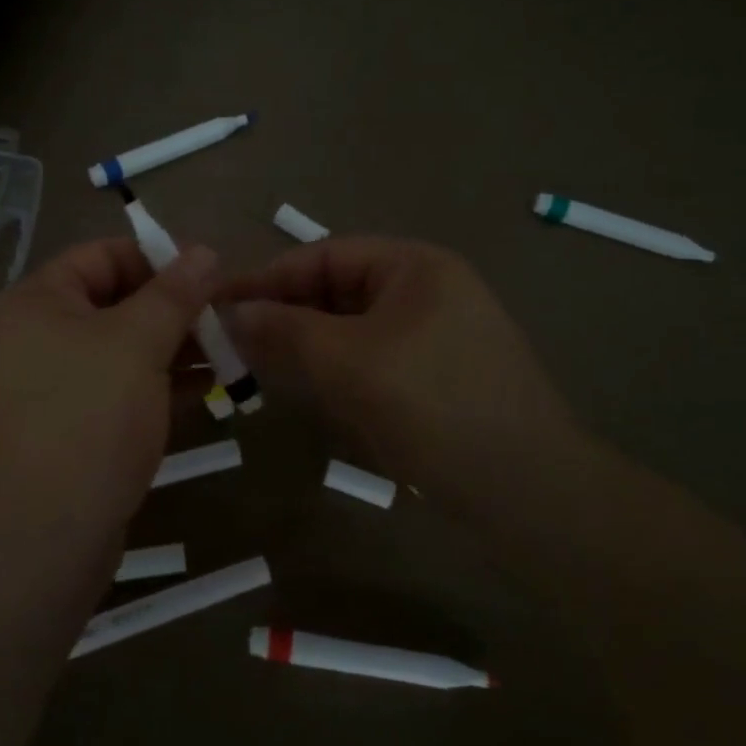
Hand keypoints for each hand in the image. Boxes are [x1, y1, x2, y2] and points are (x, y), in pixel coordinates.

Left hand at [0, 238, 216, 549]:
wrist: (37, 540)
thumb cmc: (86, 420)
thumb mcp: (136, 344)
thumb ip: (174, 294)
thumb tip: (205, 250)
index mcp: (38, 303)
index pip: (103, 256)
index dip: (160, 257)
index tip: (213, 273)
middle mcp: (37, 339)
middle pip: (115, 304)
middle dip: (175, 309)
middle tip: (230, 318)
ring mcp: (52, 390)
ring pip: (122, 353)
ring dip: (175, 349)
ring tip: (231, 353)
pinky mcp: (70, 432)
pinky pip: (119, 394)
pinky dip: (160, 387)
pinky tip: (208, 391)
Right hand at [222, 238, 586, 502]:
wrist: (526, 491)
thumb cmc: (433, 406)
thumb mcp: (347, 362)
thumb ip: (284, 331)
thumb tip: (230, 313)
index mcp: (415, 266)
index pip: (325, 254)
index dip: (268, 277)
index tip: (218, 304)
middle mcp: (428, 290)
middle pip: (338, 289)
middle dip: (286, 313)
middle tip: (233, 342)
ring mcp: (437, 336)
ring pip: (353, 328)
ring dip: (307, 344)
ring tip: (260, 366)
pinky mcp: (438, 378)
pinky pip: (373, 359)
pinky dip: (337, 369)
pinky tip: (311, 392)